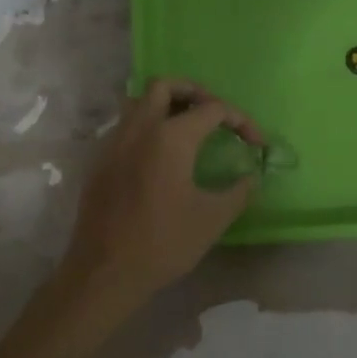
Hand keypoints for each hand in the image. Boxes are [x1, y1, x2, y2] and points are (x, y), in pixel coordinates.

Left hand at [59, 78, 262, 306]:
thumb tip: (251, 176)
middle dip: (194, 92)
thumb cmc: (163, 243)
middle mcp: (140, 128)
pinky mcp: (100, 160)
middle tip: (214, 115)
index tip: (256, 143)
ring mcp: (114, 141)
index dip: (241, 121)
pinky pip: (125, 126)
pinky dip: (147, 126)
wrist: (105, 272)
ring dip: (166, 105)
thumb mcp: (212, 219)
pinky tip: (160, 156)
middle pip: (165, 86)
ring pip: (139, 101)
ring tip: (188, 128)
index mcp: (171, 137)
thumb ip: (238, 192)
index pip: (213, 109)